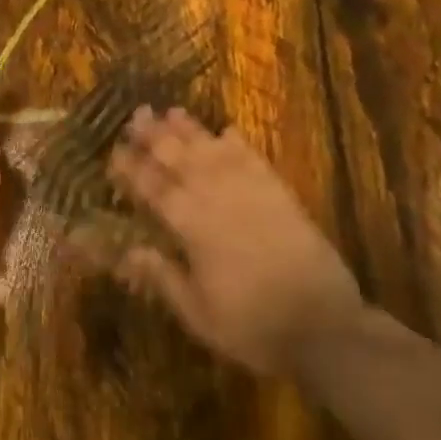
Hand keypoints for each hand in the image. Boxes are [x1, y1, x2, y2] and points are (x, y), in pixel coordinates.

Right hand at [104, 106, 362, 375]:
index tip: (114, 151)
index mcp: (193, 229)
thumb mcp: (199, 315)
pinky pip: (255, 161)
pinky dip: (239, 144)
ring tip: (172, 111)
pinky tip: (228, 130)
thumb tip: (129, 252)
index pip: (154, 190)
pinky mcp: (282, 196)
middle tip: (137, 115)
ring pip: (215, 152)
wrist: (326, 328)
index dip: (133, 169)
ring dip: (192, 131)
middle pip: (181, 159)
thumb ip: (163, 278)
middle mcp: (219, 201)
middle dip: (156, 136)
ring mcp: (253, 194)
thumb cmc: (253, 327)